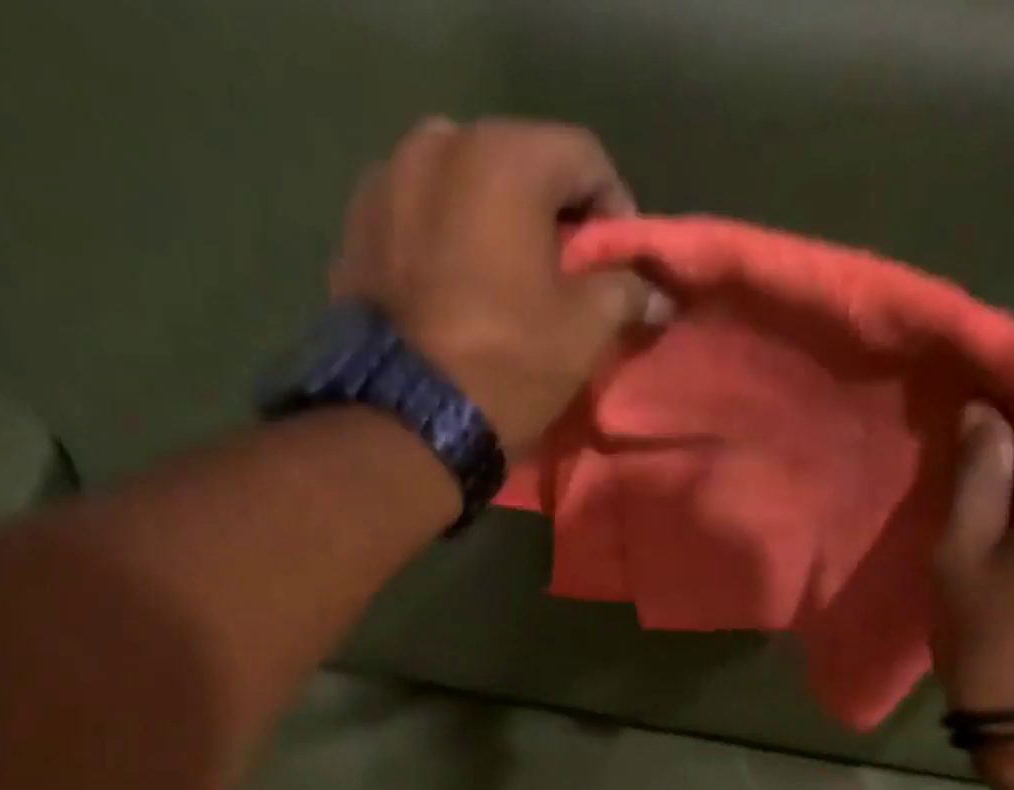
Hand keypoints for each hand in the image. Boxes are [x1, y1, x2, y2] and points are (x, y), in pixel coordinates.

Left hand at [331, 116, 668, 459]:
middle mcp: (437, 144)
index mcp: (504, 155)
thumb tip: (659, 295)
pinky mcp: (354, 230)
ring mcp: (385, 183)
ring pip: (462, 190)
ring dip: (492, 226)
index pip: (584, 158)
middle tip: (563, 273)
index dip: (613, 208)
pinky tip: (454, 291)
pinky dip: (444, 243)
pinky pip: (418, 221)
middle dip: (549, 216)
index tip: (618, 260)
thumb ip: (626, 294)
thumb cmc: (506, 364)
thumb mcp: (583, 332)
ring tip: (505, 284)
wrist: (402, 422)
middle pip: (518, 166)